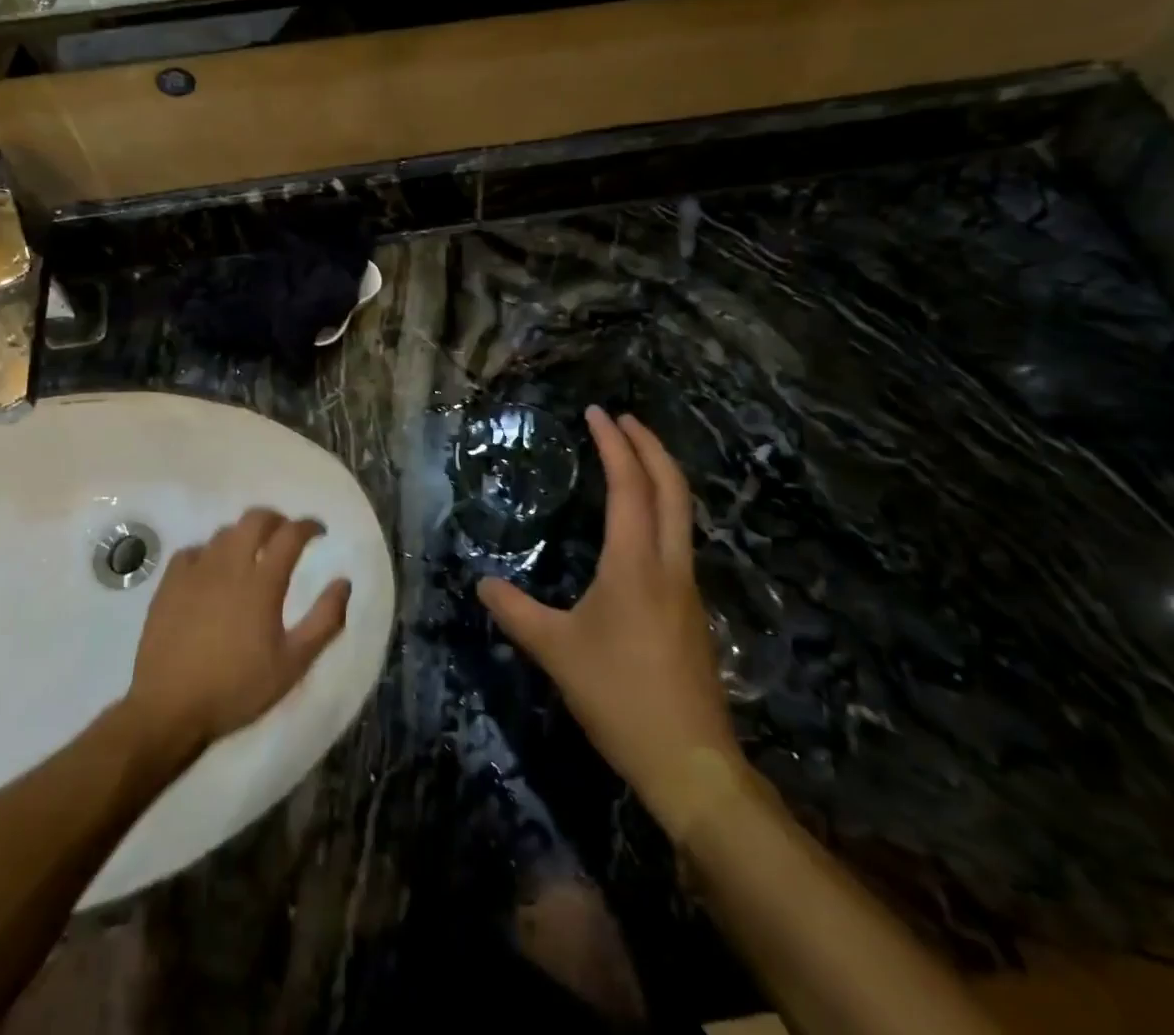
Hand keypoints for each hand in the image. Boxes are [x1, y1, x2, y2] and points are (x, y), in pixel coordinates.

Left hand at [124, 510, 351, 757]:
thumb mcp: (292, 663)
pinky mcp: (169, 584)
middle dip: (277, 519)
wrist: (168, 709)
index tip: (320, 532)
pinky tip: (212, 570)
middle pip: (255, 519)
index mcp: (262, 582)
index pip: (291, 534)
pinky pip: (193, 551)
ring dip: (244, 534)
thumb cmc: (236, 688)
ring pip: (224, 533)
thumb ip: (324, 620)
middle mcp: (229, 565)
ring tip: (252, 553)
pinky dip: (210, 551)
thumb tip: (344, 582)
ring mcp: (195, 571)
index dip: (309, 526)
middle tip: (287, 535)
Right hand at [478, 408, 742, 821]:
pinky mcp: (692, 610)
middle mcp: (669, 564)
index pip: (630, 485)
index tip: (597, 412)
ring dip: (659, 474)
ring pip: (681, 512)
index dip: (614, 444)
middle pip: (671, 487)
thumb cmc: (619, 696)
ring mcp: (687, 587)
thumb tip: (482, 582)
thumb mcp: (555, 651)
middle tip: (622, 418)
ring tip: (632, 458)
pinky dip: (661, 508)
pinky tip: (639, 524)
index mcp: (636, 563)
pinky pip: (678, 539)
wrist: (690, 760)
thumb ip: (515, 612)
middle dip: (649, 445)